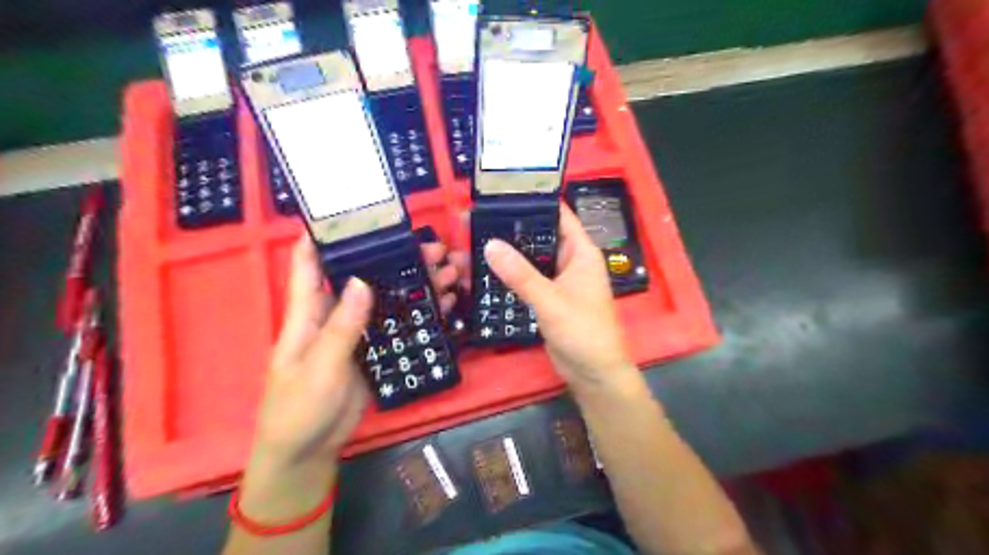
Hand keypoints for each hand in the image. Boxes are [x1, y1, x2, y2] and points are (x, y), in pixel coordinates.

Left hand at [248, 236, 462, 473]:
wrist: (310, 450)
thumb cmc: (298, 408)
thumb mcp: (318, 368)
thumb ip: (341, 327)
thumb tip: (363, 282)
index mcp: (308, 313)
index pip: (310, 264)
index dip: (324, 235)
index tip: (354, 212)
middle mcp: (334, 315)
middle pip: (366, 277)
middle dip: (395, 258)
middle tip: (433, 247)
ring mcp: (358, 332)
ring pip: (389, 299)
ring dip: (416, 284)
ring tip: (449, 271)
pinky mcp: (375, 350)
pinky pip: (399, 325)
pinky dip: (421, 313)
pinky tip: (444, 304)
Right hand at [484, 203, 637, 395]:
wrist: (593, 372)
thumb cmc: (582, 331)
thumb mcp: (550, 300)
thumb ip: (520, 274)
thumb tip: (489, 244)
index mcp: (581, 252)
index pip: (560, 215)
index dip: (537, 201)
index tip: (506, 190)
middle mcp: (571, 261)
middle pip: (543, 235)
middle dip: (517, 227)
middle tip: (482, 216)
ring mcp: (560, 280)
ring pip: (533, 258)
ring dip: (513, 252)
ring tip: (479, 237)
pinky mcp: (550, 297)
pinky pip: (530, 279)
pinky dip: (513, 273)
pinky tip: (490, 268)